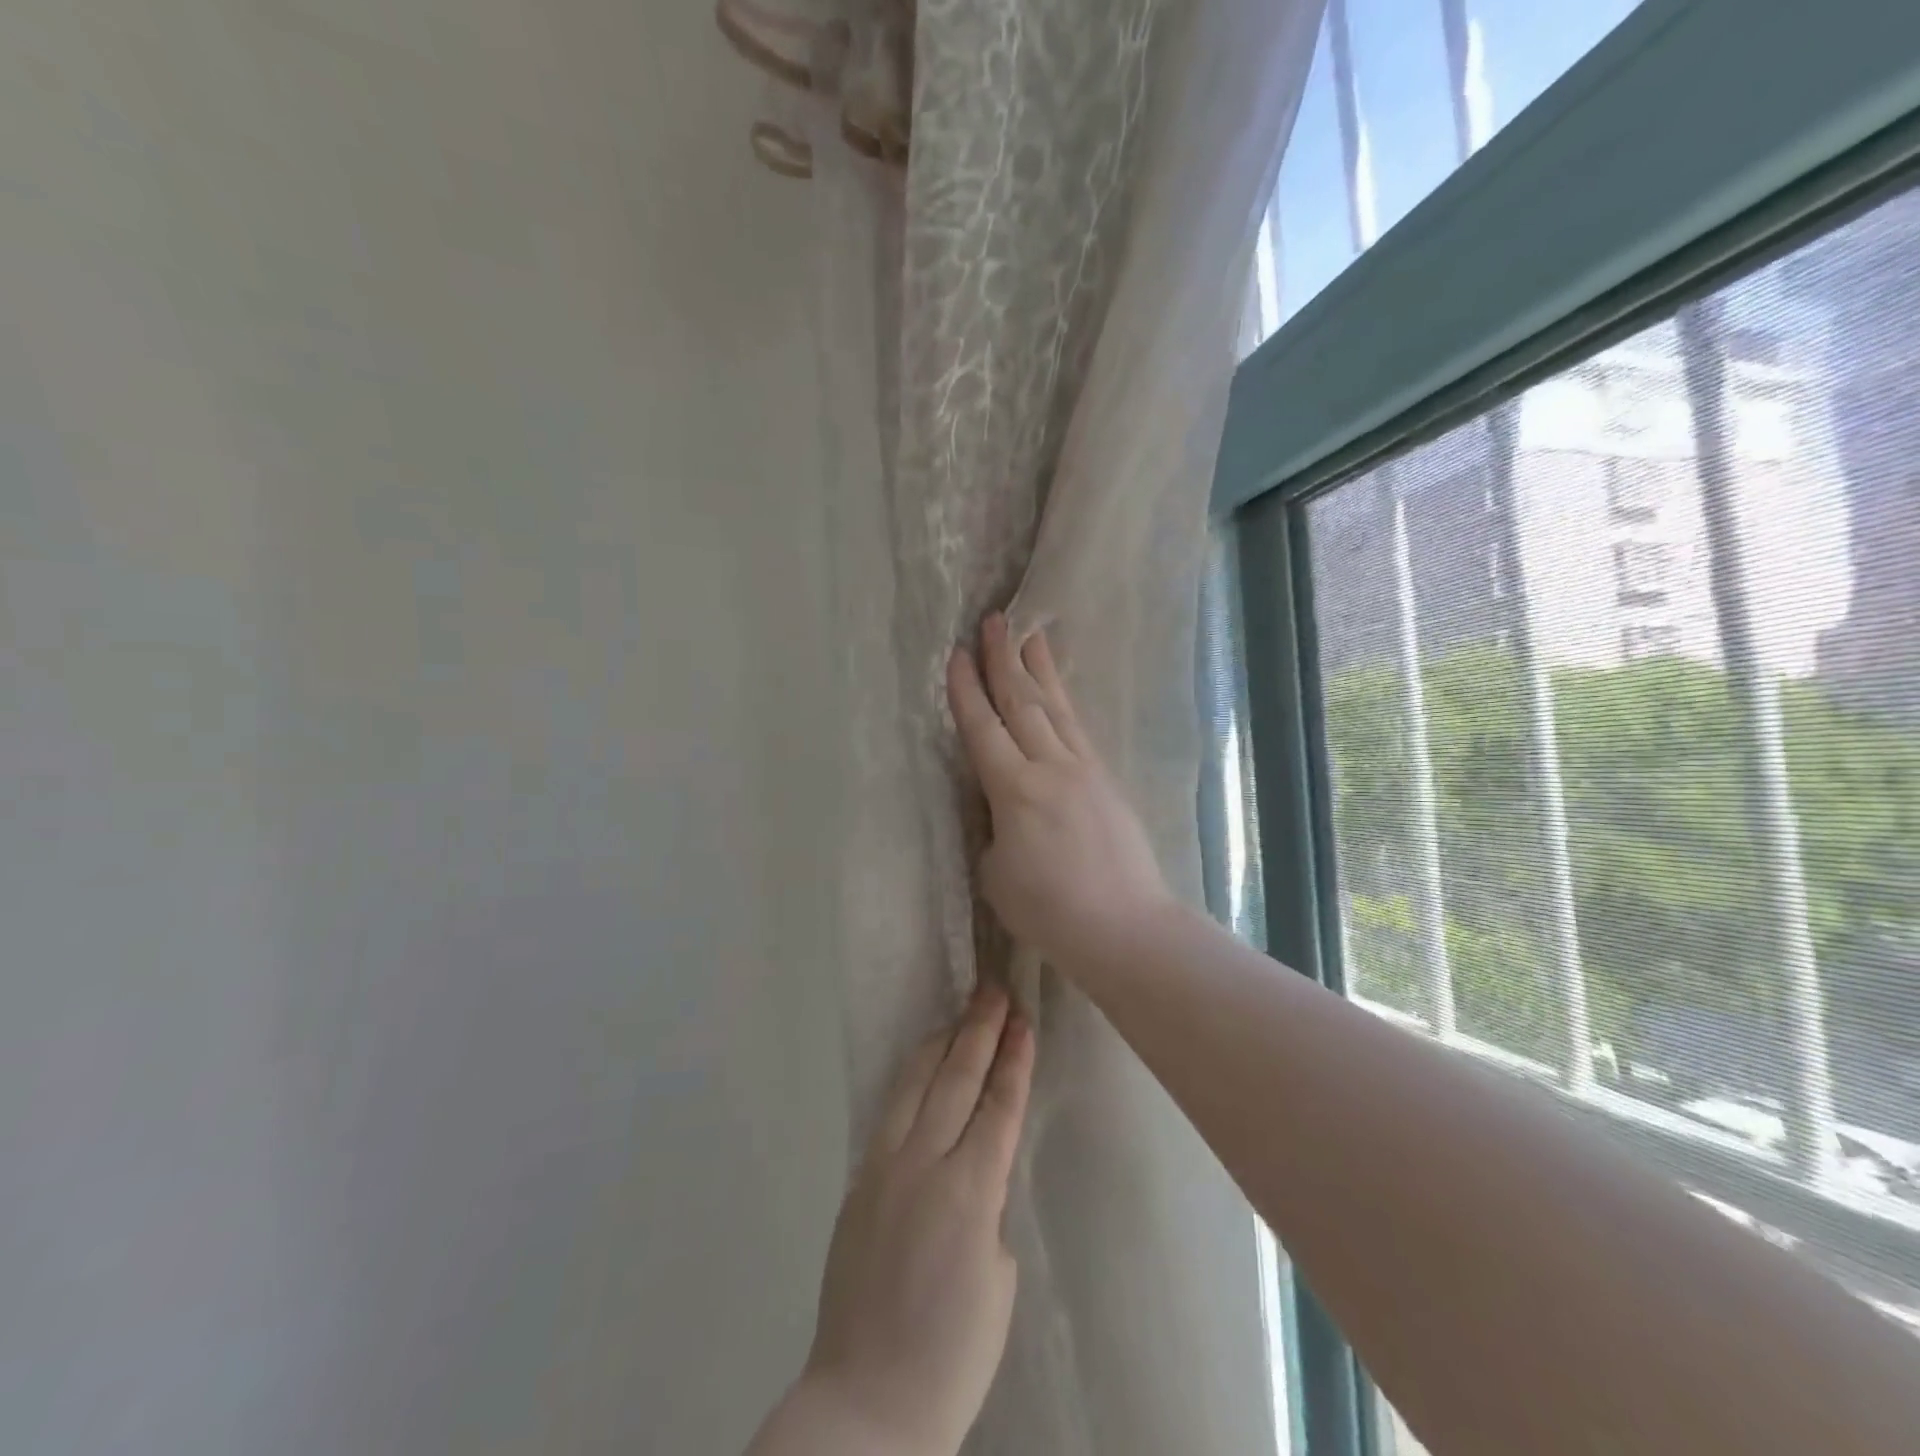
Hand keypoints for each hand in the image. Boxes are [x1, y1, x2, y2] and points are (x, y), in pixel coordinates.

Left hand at [757, 985, 1034, 1455]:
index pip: (998, 1106)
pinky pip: (889, 1113)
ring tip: (960, 1015)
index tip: (1023, 1019)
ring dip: (941, 1045)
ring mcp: (883, 1167)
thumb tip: (973, 1177)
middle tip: (993, 989)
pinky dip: (911, 1081)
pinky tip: (921, 1069)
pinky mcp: (858, 1180)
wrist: (867, 1402)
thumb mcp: (997, 1281)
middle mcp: (923, 1164)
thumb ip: (987, 1211)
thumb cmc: (952, 1354)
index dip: (1013, 1059)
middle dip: (979, 1031)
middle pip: (956, 1079)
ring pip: (914, 1084)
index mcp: (969, 1192)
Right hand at [947, 614, 1175, 974]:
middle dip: (1004, 660)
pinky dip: (1063, 704)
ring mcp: (1084, 771)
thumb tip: (1003, 810)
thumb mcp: (996, 873)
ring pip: (1056, 709)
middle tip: (995, 620)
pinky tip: (1059, 694)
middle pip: (1022, 703)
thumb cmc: (1049, 911)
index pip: (983, 729)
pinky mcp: (1106, 782)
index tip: (957, 654)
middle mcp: (1050, 767)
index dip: (967, 690)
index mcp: (1014, 790)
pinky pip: (1078, 730)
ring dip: (1040, 669)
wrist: (1124, 927)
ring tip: (1031, 634)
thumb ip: (994, 829)